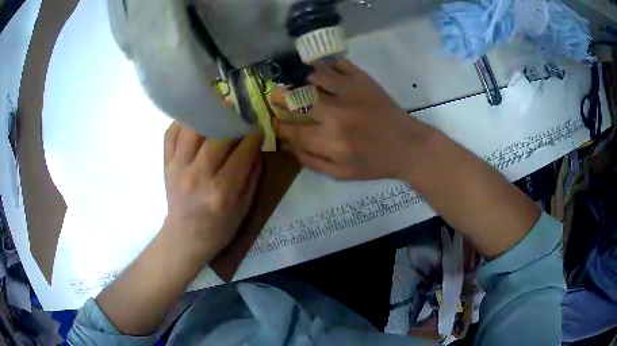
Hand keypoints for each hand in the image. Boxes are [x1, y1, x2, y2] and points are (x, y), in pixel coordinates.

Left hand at [163, 122, 262, 257]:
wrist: (185, 238)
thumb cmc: (218, 228)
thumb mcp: (244, 208)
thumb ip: (252, 176)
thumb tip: (255, 147)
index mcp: (221, 192)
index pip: (241, 154)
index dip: (252, 138)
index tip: (257, 130)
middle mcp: (198, 176)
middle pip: (217, 137)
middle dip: (232, 122)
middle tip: (240, 116)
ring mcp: (178, 169)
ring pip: (192, 130)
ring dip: (207, 114)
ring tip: (218, 108)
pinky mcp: (166, 165)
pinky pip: (170, 134)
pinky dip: (182, 122)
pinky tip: (194, 119)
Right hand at [273, 59, 428, 180]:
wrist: (407, 146)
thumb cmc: (374, 163)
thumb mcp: (341, 174)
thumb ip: (311, 161)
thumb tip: (287, 146)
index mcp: (331, 142)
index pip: (293, 130)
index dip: (279, 125)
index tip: (274, 121)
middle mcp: (337, 114)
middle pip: (298, 100)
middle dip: (281, 98)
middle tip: (277, 97)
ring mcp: (350, 92)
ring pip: (314, 76)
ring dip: (300, 78)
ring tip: (296, 81)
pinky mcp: (363, 80)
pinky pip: (337, 64)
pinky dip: (324, 65)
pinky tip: (318, 70)